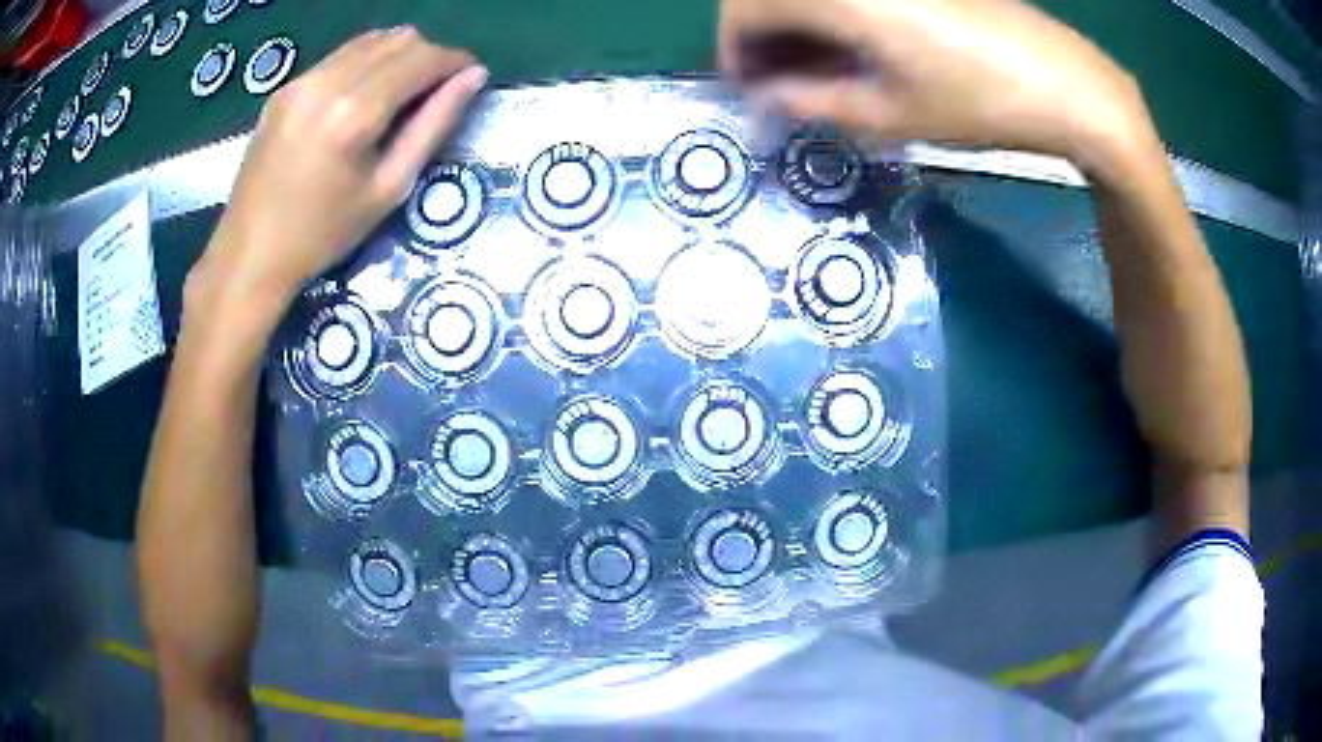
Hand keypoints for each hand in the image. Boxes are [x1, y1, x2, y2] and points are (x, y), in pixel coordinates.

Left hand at [189, 27, 487, 310]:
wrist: (250, 254)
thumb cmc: (323, 234)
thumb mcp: (389, 188)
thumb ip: (433, 125)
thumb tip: (473, 77)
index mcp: (355, 111)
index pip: (422, 58)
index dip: (454, 61)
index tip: (470, 76)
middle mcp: (327, 81)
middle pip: (399, 39)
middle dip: (429, 56)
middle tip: (436, 89)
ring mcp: (301, 80)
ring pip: (370, 40)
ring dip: (398, 55)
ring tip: (402, 91)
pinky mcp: (285, 88)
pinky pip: (340, 56)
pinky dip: (366, 63)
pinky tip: (363, 96)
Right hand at [721, 0, 1157, 173]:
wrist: (1063, 82)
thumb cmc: (978, 102)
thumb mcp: (889, 115)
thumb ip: (811, 101)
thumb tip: (767, 97)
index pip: (746, 8)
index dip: (734, 49)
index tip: (747, 87)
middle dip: (758, 33)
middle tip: (774, 79)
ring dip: (795, 22)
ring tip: (812, 67)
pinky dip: (832, 12)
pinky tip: (849, 43)